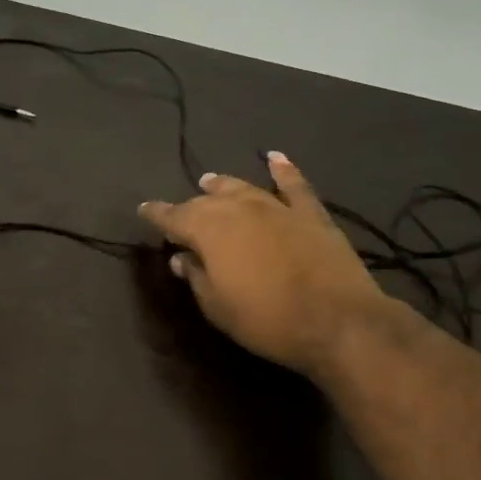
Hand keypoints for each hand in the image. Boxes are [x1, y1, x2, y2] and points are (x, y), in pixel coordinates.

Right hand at [140, 152, 390, 379]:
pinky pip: (293, 185)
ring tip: (209, 181)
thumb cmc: (266, 319)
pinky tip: (275, 159)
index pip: (174, 217)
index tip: (144, 210)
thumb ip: (196, 277)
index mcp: (209, 230)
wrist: (336, 320)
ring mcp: (277, 208)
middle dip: (189, 205)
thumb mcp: (217, 307)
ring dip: (223, 185)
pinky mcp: (311, 214)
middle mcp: (239, 209)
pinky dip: (283, 170)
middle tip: (180, 213)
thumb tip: (181, 258)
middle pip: (207, 202)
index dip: (157, 214)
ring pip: (243, 188)